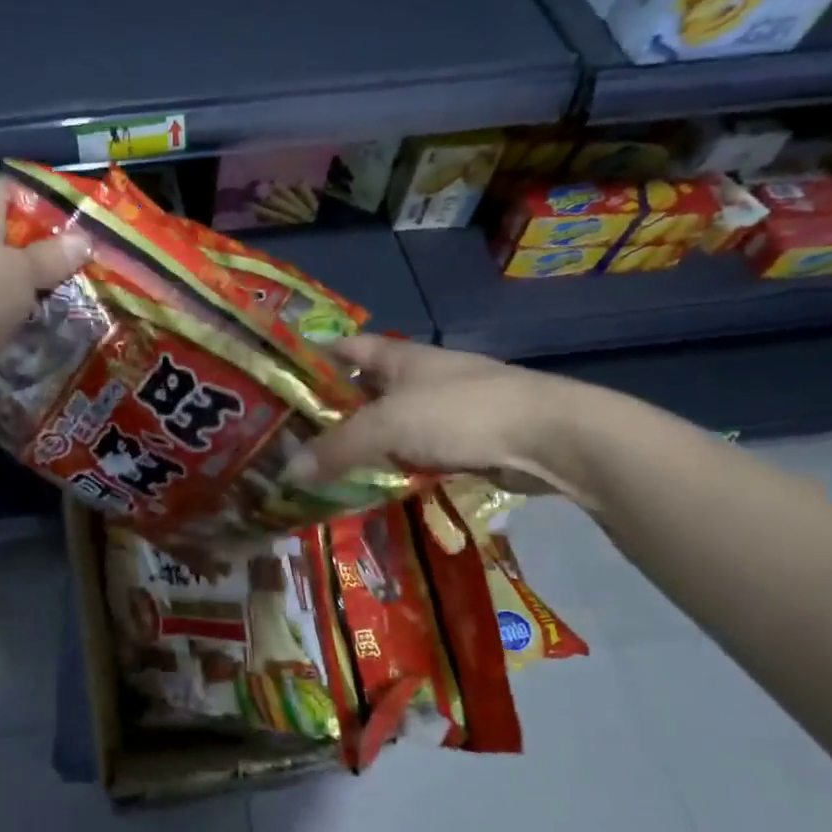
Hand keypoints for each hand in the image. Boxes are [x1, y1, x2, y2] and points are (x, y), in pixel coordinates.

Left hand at [0, 179, 91, 389]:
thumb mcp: (24, 273)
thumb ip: (55, 255)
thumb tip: (84, 240)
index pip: (16, 189)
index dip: (50, 201)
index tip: (82, 221)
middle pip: (14, 230)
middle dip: (49, 246)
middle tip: (85, 260)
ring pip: (7, 265)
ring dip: (35, 278)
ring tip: (72, 288)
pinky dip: (17, 300)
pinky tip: (43, 312)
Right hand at [291, 336, 602, 498]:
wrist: (548, 437)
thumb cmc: (459, 413)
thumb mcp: (386, 427)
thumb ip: (336, 449)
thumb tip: (288, 473)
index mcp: (399, 357)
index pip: (347, 347)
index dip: (315, 357)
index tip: (282, 378)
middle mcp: (419, 376)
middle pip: (365, 389)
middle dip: (332, 409)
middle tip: (291, 436)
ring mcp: (444, 408)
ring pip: (390, 424)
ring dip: (362, 442)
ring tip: (323, 466)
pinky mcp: (464, 440)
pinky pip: (414, 451)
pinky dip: (393, 464)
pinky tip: (372, 484)